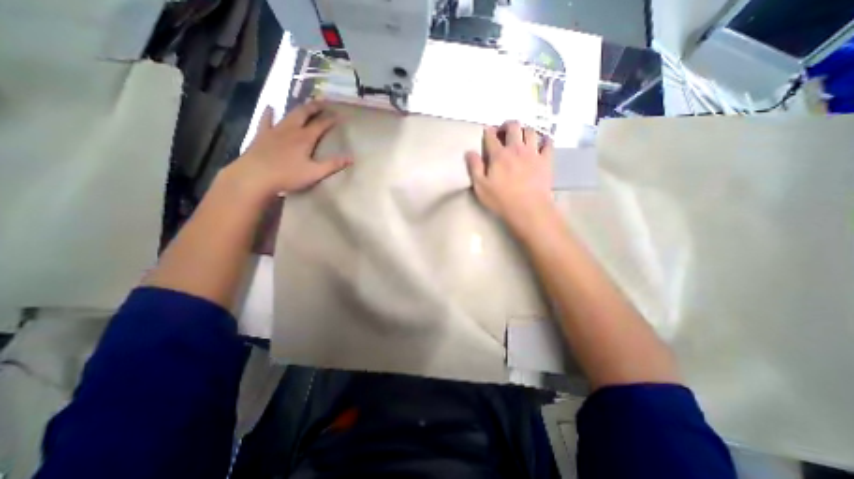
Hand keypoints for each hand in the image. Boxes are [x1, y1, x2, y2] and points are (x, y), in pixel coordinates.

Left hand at [225, 99, 351, 199]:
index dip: (331, 120)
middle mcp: (291, 130)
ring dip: (298, 108)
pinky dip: (269, 113)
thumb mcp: (314, 173)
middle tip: (323, 103)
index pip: (321, 125)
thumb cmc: (288, 175)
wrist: (255, 176)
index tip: (340, 115)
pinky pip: (266, 120)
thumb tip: (351, 158)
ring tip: (305, 104)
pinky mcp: (262, 135)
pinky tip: (270, 107)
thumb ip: (333, 165)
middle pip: (304, 113)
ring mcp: (275, 131)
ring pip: (289, 115)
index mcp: (305, 138)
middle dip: (315, 107)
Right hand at [467, 122, 554, 229]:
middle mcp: (516, 149)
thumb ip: (474, 168)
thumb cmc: (501, 200)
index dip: (488, 131)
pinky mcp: (546, 160)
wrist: (529, 209)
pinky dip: (545, 140)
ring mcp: (533, 153)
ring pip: (531, 131)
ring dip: (525, 130)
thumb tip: (469, 152)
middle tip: (504, 131)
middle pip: (513, 126)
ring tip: (521, 137)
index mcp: (498, 155)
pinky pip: (548, 143)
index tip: (487, 132)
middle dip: (507, 125)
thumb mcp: (481, 187)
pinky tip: (541, 143)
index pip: (491, 136)